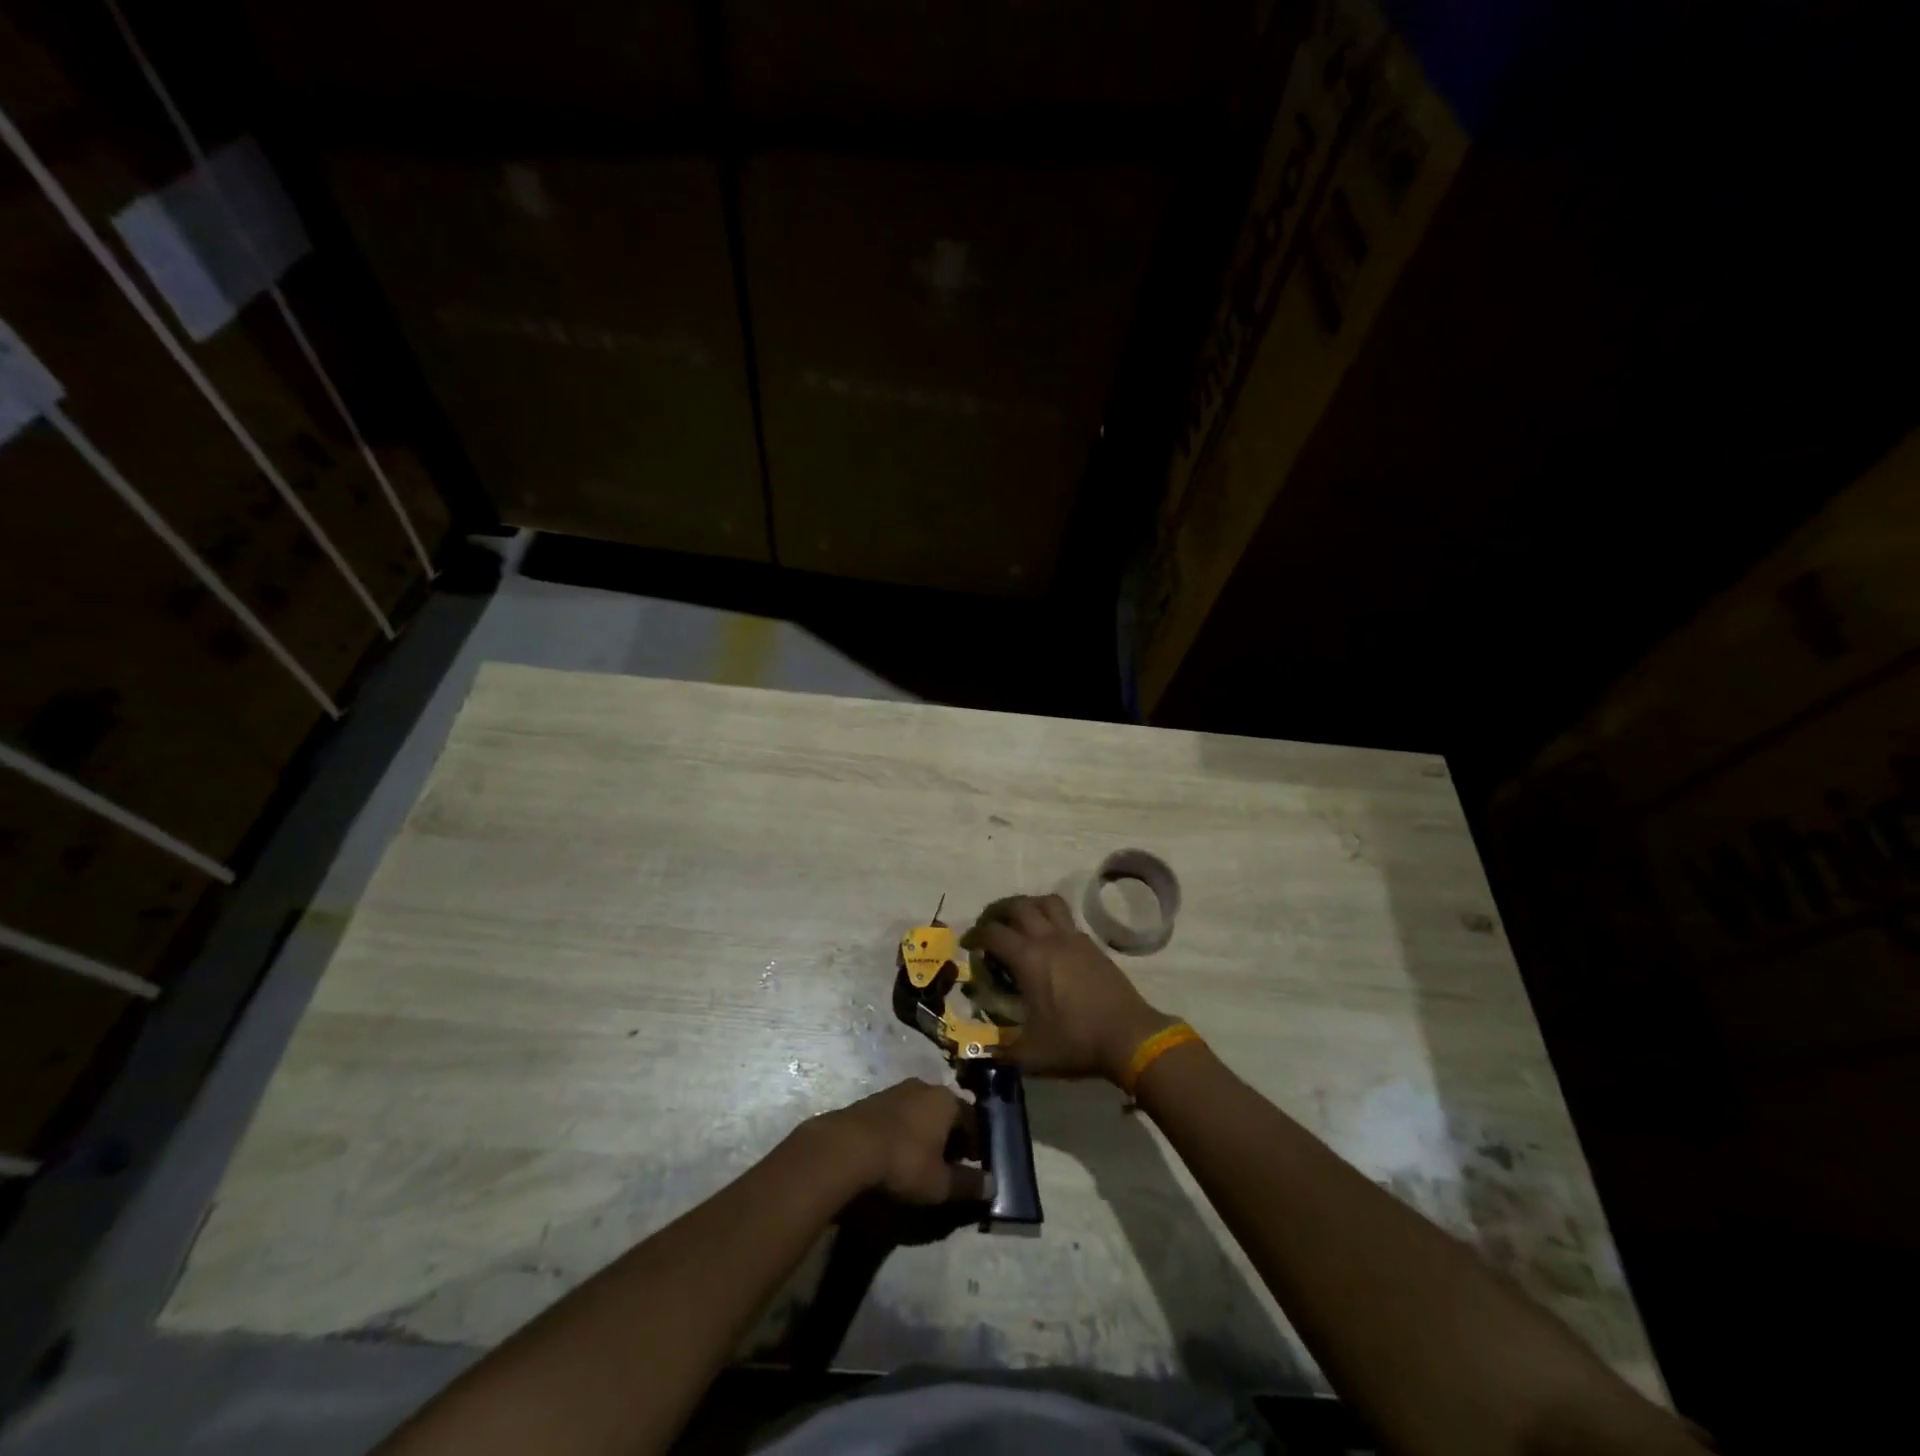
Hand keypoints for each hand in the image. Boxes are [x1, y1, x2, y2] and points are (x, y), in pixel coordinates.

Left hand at [809, 1079, 989, 1205]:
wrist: (848, 1147)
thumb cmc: (904, 1162)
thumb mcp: (940, 1183)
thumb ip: (968, 1184)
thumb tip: (992, 1185)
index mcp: (947, 1100)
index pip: (973, 1119)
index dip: (978, 1143)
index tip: (977, 1165)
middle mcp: (924, 1087)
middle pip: (947, 1112)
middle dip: (952, 1137)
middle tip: (952, 1165)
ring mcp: (897, 1090)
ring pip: (922, 1111)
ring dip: (927, 1133)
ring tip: (924, 1161)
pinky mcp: (873, 1100)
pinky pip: (900, 1115)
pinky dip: (905, 1132)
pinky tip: (898, 1153)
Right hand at [962, 894, 1176, 1084]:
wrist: (1129, 1036)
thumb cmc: (1076, 1042)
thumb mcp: (1031, 1055)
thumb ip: (1001, 1050)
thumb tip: (980, 1053)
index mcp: (1028, 959)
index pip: (992, 933)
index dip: (975, 936)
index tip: (968, 946)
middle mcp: (1049, 939)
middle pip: (1018, 905)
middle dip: (997, 912)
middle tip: (989, 927)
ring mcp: (1073, 938)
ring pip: (1046, 902)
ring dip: (1027, 906)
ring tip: (1018, 923)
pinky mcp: (1091, 944)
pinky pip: (1066, 918)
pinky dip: (1050, 920)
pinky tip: (1048, 942)